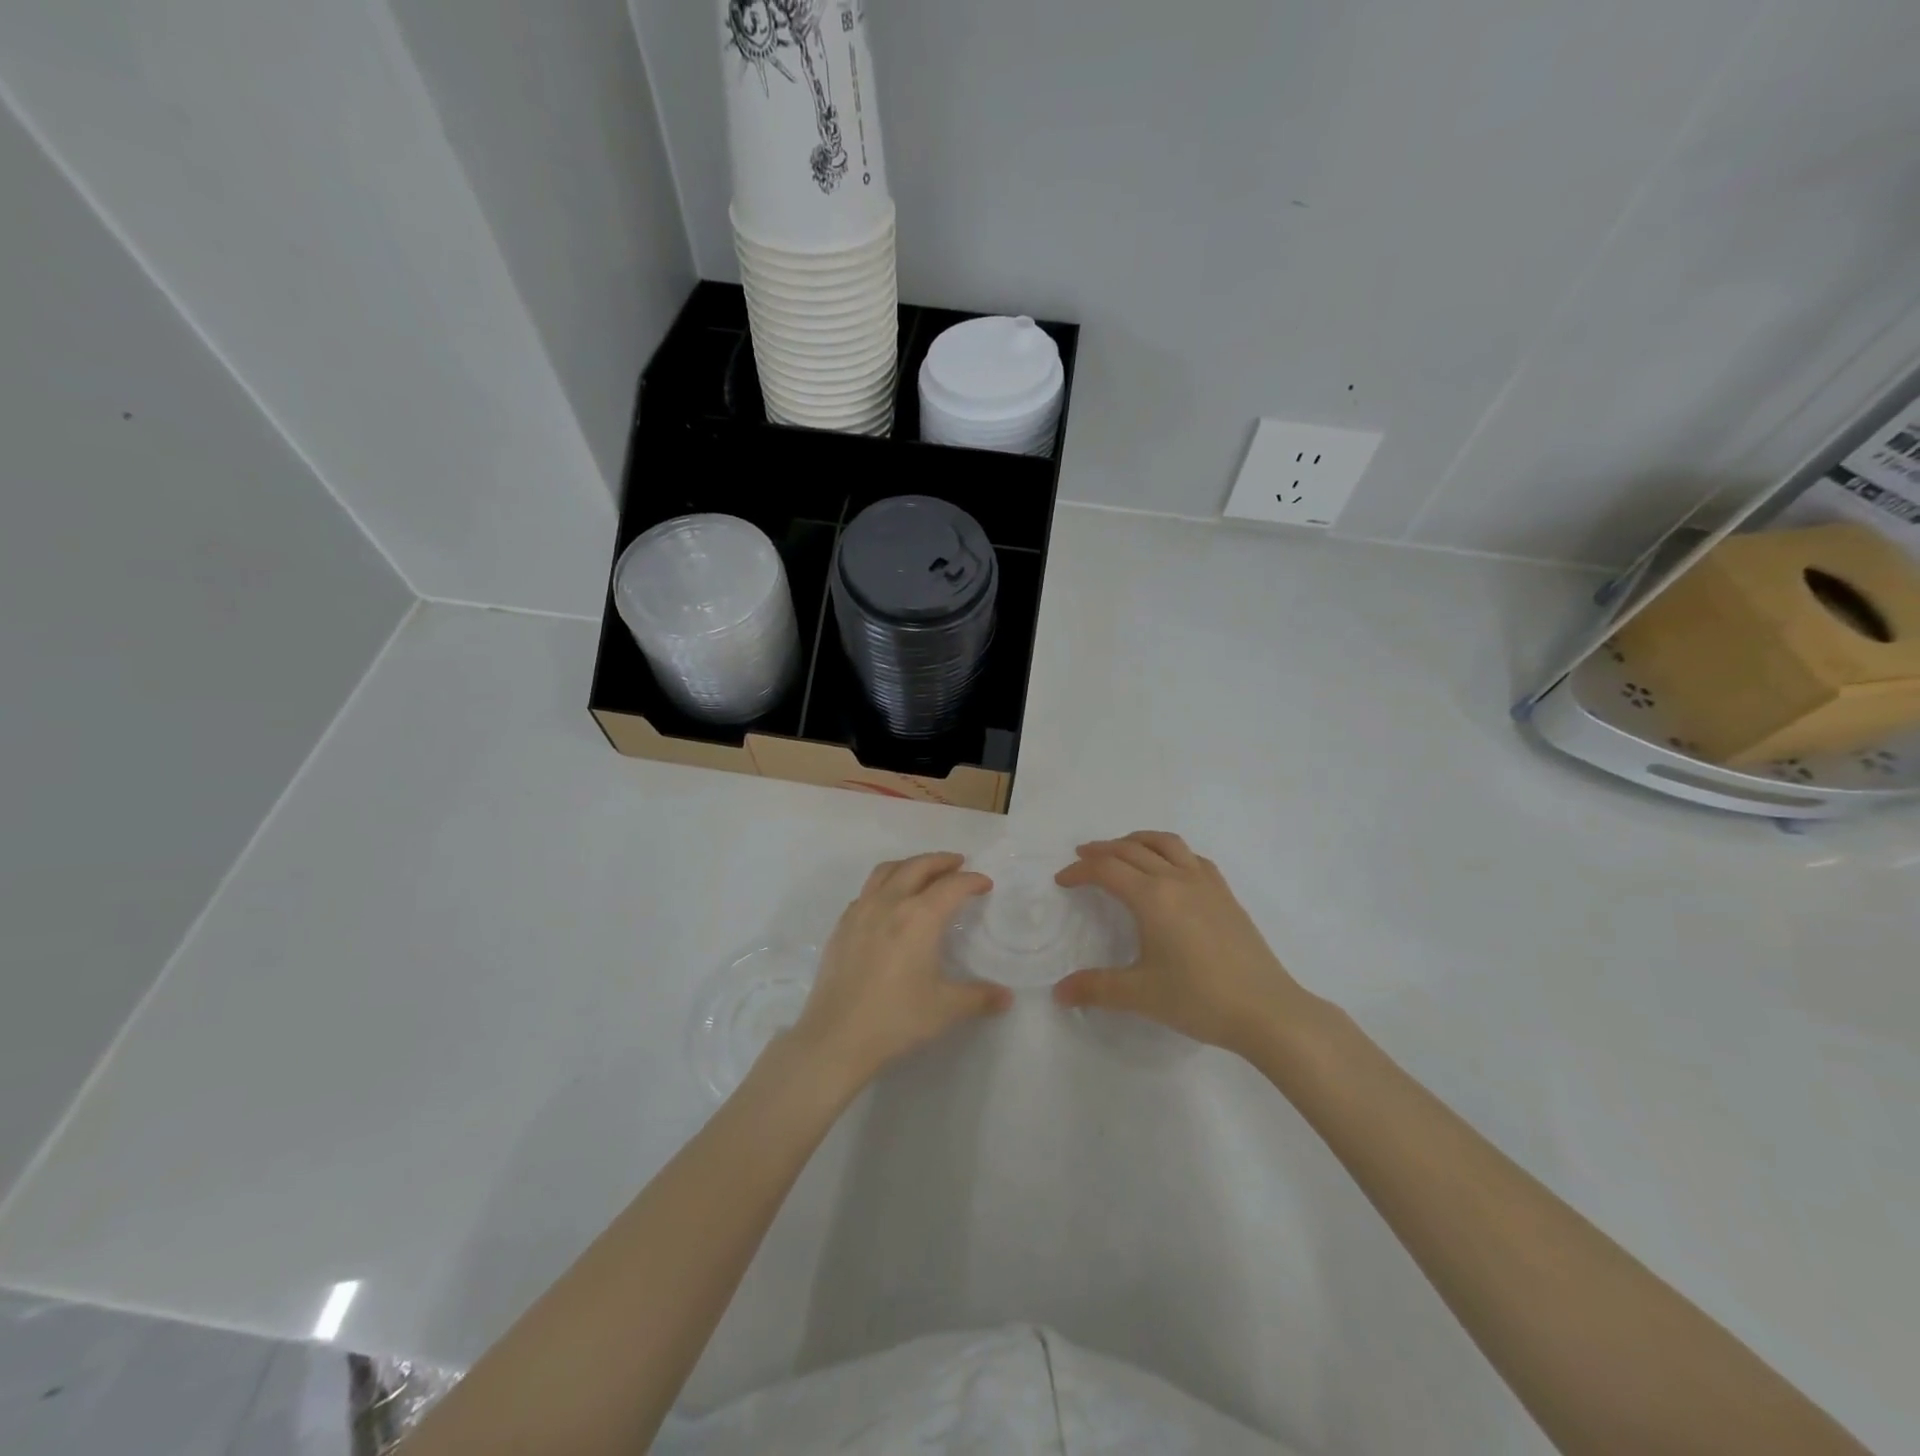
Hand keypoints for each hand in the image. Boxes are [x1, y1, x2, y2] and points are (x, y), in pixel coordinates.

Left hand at [787, 852, 1010, 1089]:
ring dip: (910, 865)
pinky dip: (884, 885)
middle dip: (941, 861)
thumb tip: (1006, 998)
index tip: (985, 884)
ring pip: (886, 871)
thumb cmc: (896, 1018)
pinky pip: (866, 891)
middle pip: (917, 866)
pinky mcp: (842, 926)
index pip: (952, 886)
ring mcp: (860, 912)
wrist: (836, 1037)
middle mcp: (889, 903)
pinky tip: (888, 902)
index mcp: (919, 917)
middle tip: (958, 863)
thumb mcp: (945, 1008)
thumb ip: (979, 997)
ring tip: (923, 872)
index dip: (972, 881)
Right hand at [1053, 832, 1314, 1057]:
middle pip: (1132, 849)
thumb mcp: (1141, 995)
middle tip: (1082, 857)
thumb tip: (1058, 992)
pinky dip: (1171, 852)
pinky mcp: (1226, 894)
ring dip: (1137, 840)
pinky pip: (1193, 857)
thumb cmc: (1199, 998)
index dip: (1080, 871)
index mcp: (1152, 897)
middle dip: (1102, 850)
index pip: (1106, 870)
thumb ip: (1096, 988)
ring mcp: (1206, 883)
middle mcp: (1177, 879)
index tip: (1062, 880)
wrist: (1267, 1010)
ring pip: (1166, 843)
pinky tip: (1170, 869)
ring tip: (1122, 850)